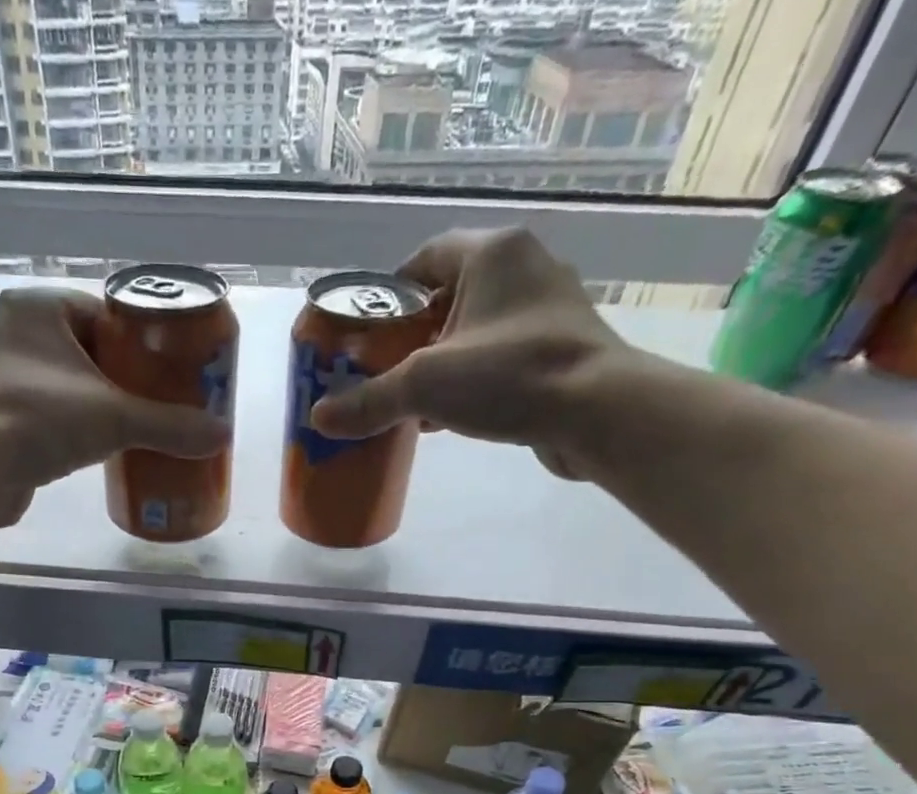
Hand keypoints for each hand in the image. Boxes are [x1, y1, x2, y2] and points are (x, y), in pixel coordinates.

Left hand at [0, 288, 228, 521]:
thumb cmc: (43, 419)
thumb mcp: (116, 418)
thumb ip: (169, 425)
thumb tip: (222, 435)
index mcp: (36, 308)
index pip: (99, 313)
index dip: (135, 340)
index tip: (162, 369)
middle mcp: (9, 331)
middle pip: (82, 348)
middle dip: (117, 375)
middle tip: (152, 402)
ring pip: (61, 381)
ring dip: (91, 401)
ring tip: (127, 427)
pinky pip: (41, 411)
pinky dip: (66, 425)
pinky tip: (90, 447)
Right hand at [308, 228, 634, 478]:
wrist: (597, 412)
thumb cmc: (509, 376)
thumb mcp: (425, 386)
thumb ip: (370, 400)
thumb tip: (319, 418)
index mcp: (492, 253)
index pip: (423, 260)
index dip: (388, 297)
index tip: (366, 336)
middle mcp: (524, 268)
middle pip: (447, 298)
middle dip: (410, 339)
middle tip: (381, 374)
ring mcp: (547, 310)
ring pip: (474, 331)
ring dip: (439, 364)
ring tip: (409, 402)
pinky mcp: (559, 350)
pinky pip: (498, 358)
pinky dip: (469, 381)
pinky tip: (447, 418)